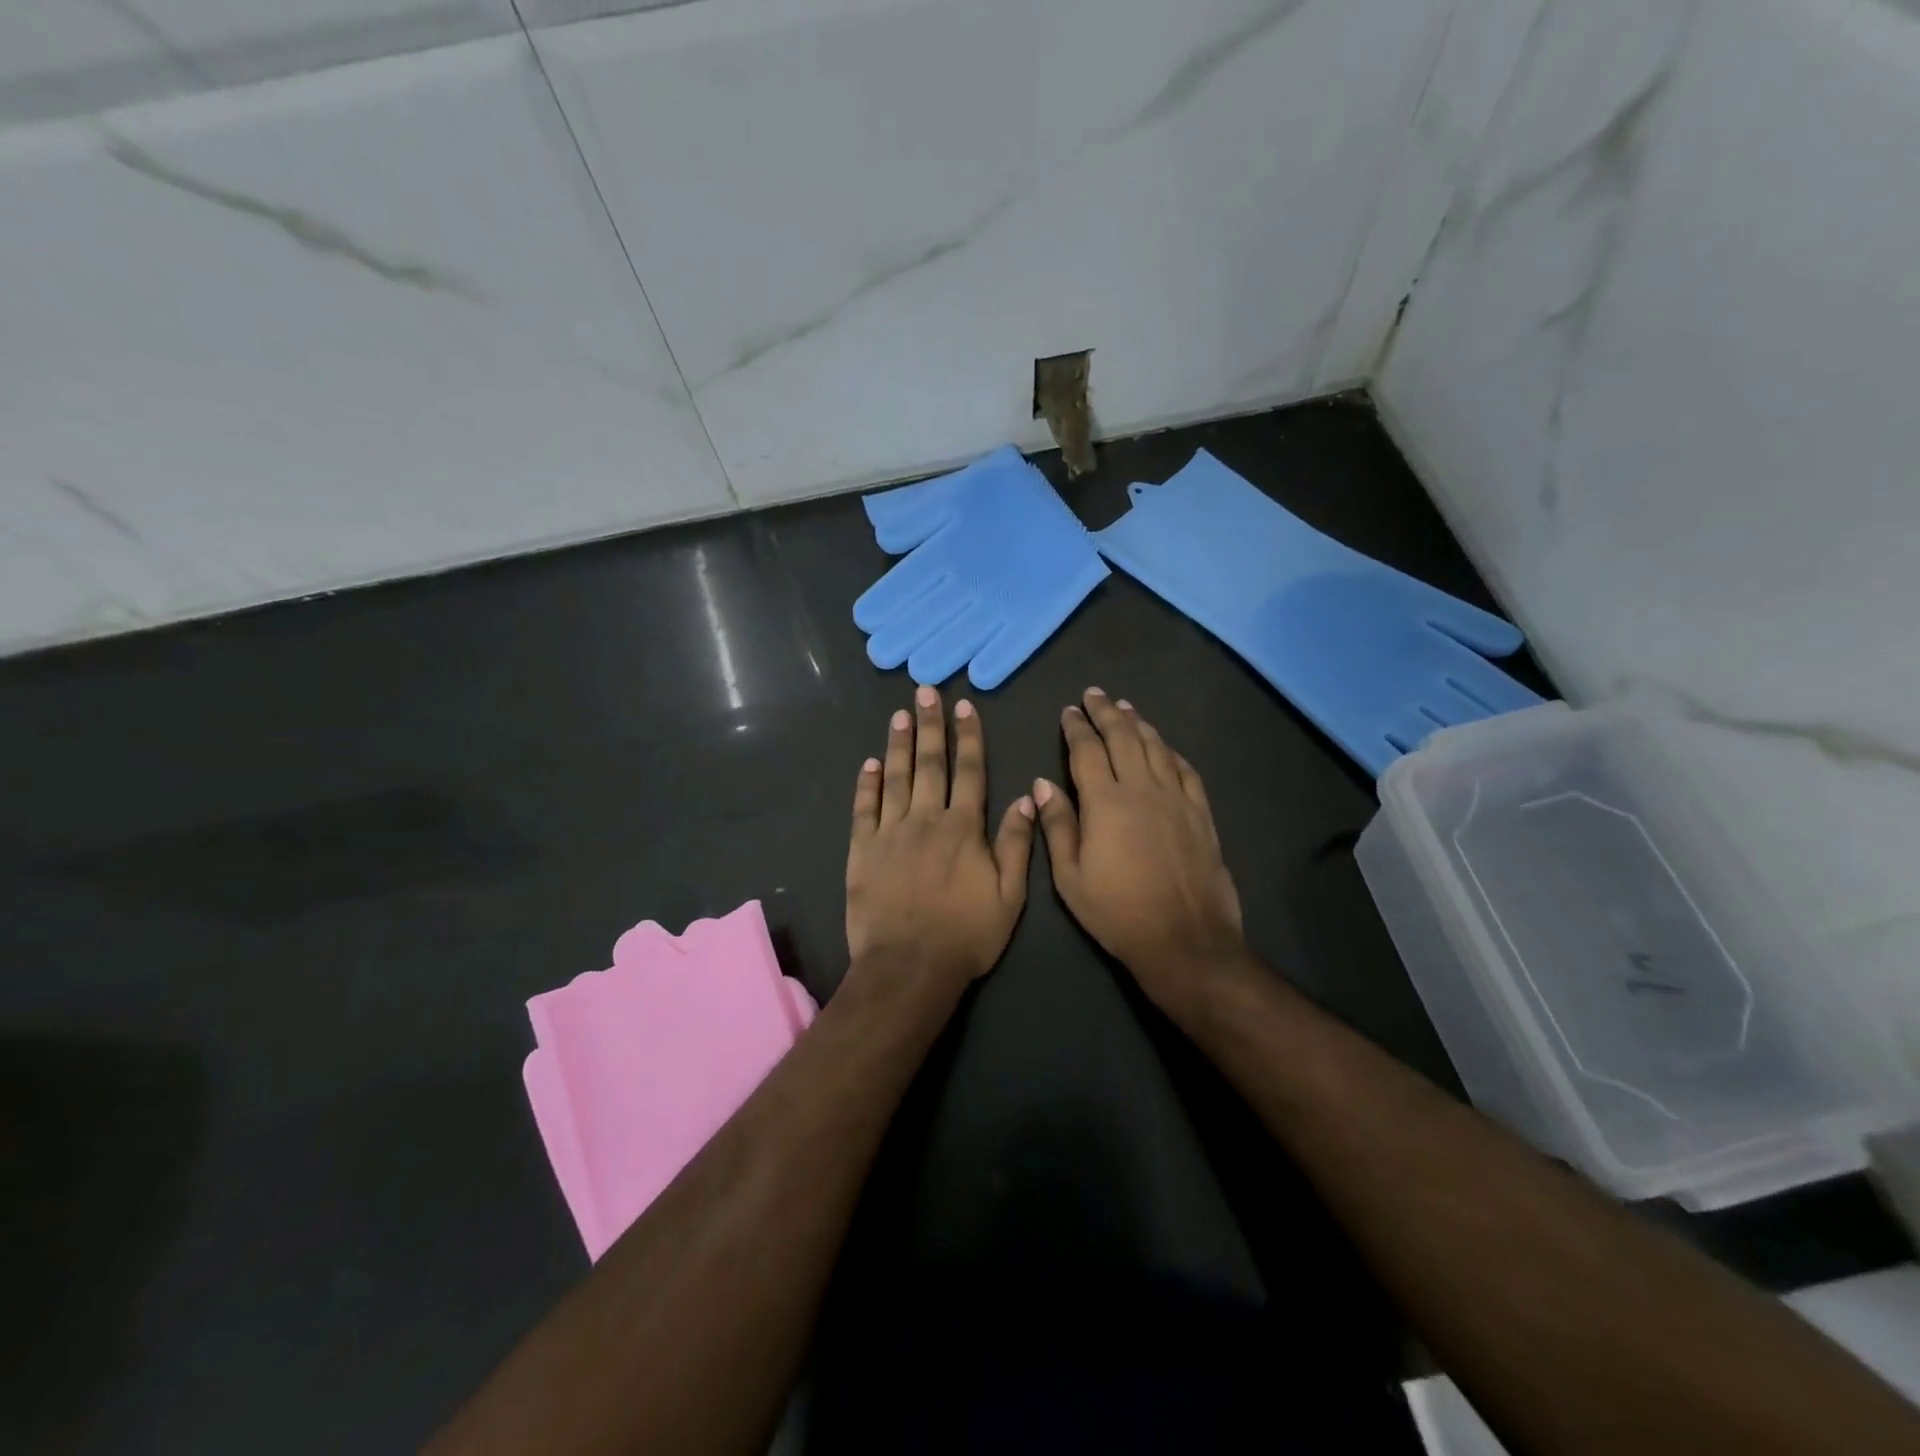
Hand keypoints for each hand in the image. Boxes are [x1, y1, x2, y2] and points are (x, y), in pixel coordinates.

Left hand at [846, 686, 1035, 995]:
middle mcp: (927, 819)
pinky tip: (870, 763)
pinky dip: (867, 784)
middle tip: (925, 693)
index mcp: (964, 828)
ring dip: (899, 744)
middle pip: (930, 764)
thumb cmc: (966, 935)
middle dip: (931, 726)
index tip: (965, 708)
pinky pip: (865, 809)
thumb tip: (1027, 797)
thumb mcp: (1009, 895)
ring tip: (900, 714)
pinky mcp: (863, 850)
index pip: (969, 772)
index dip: (969, 738)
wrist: (909, 967)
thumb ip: (1016, 844)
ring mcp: (890, 832)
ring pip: (896, 778)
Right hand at [1033, 688, 1246, 1019]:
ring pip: (1156, 747)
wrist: (1185, 939)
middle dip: (1106, 712)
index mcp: (1105, 802)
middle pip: (1123, 738)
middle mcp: (1142, 789)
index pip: (1087, 751)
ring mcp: (1176, 798)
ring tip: (1125, 707)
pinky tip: (1163, 745)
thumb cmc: (1117, 912)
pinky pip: (1185, 769)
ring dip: (1138, 723)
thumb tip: (1042, 783)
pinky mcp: (1201, 813)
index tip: (1068, 711)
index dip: (1076, 728)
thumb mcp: (1071, 877)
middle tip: (1094, 694)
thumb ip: (1058, 825)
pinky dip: (1170, 750)